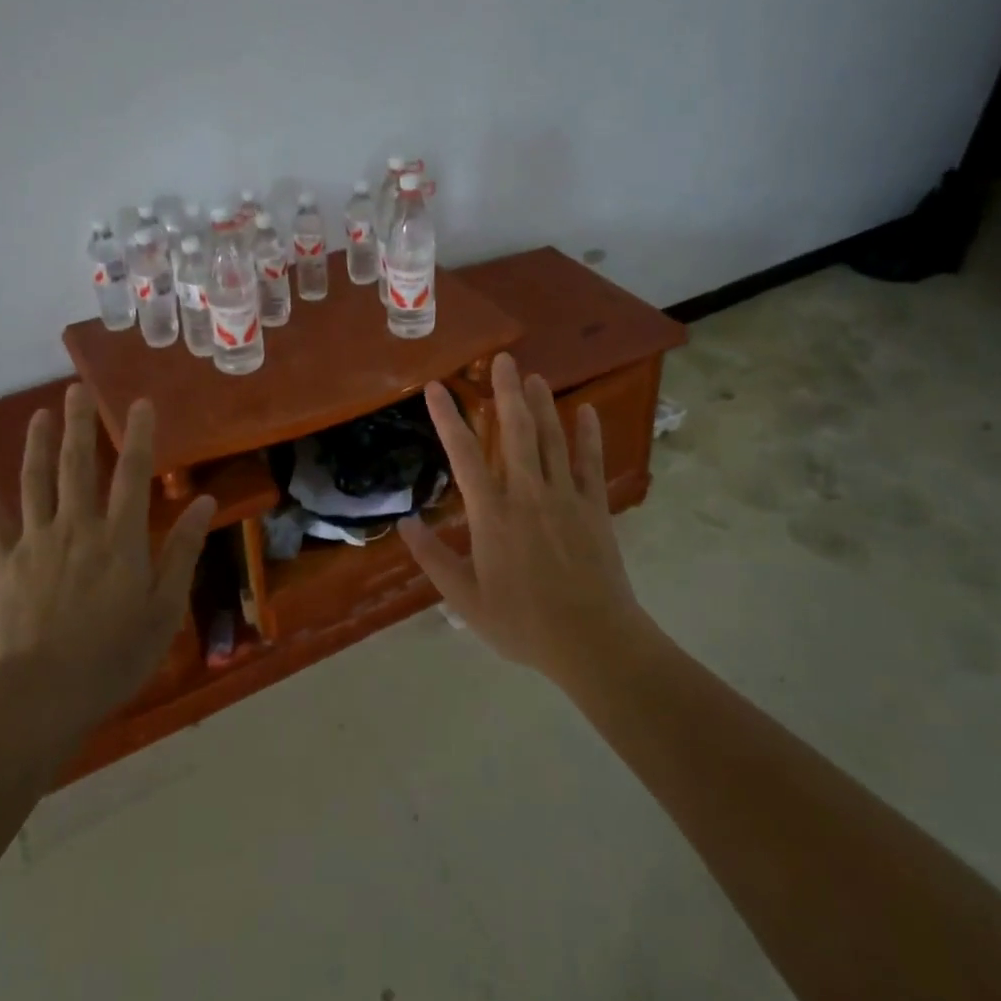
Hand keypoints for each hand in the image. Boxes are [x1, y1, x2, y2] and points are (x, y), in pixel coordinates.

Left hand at [0, 384, 214, 729]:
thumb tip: (205, 502)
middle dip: (78, 425)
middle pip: (78, 466)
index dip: (138, 435)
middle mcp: (77, 528)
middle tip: (74, 389)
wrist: (42, 695)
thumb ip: (183, 550)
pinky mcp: (4, 567)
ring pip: (36, 484)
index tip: (139, 402)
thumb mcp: (165, 607)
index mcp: (120, 537)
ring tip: (38, 415)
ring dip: (37, 446)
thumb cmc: (115, 655)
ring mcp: (36, 544)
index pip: (133, 473)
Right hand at [399, 352, 646, 682]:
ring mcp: (565, 496)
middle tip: (502, 359)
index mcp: (493, 514)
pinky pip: (590, 462)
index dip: (448, 418)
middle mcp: (527, 493)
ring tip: (533, 375)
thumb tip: (406, 524)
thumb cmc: (523, 623)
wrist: (593, 641)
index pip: (464, 454)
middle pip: (515, 431)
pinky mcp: (594, 506)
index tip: (437, 387)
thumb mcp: (465, 599)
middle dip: (506, 392)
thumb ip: (434, 559)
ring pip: (551, 438)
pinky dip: (588, 434)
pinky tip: (586, 410)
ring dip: (541, 404)